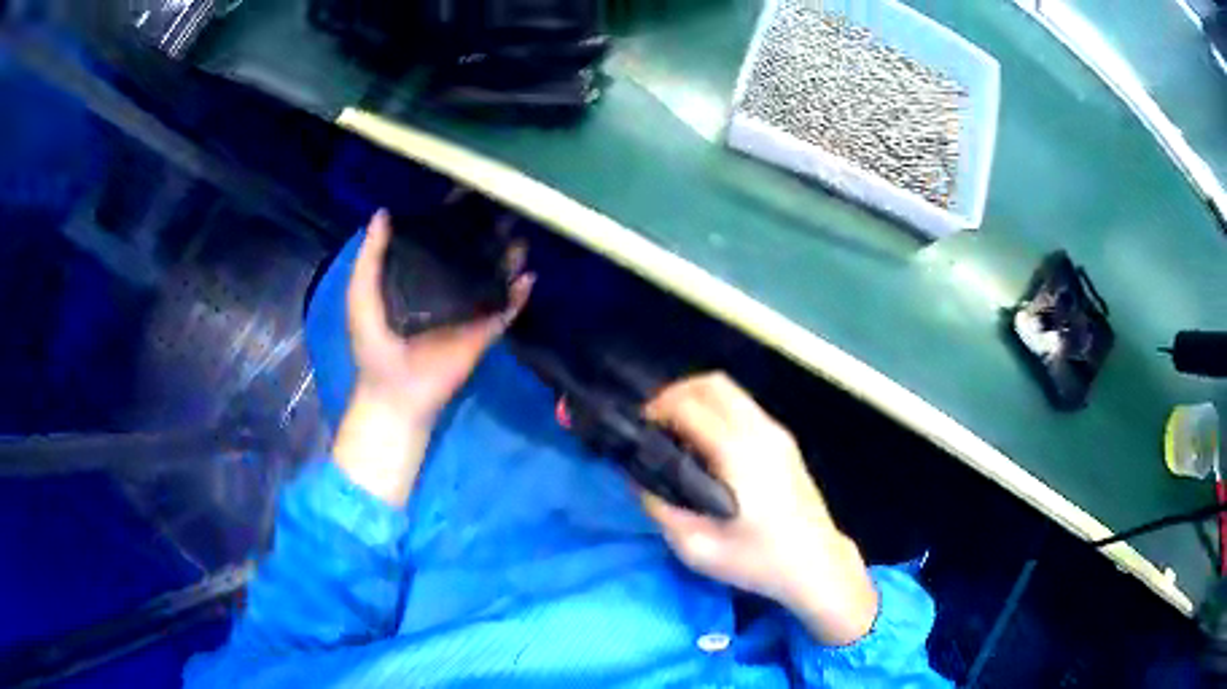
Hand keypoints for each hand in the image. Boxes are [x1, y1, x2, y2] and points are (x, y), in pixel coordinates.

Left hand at [334, 210, 533, 505]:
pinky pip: (506, 310)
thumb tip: (382, 212)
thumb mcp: (361, 295)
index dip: (450, 218)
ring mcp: (469, 310)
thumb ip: (371, 257)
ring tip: (519, 238)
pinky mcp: (485, 332)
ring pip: (494, 278)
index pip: (438, 241)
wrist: (395, 392)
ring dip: (508, 259)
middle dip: (486, 233)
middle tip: (503, 208)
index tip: (465, 192)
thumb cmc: (374, 344)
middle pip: (471, 255)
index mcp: (419, 277)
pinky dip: (519, 295)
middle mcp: (447, 287)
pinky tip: (528, 276)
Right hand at [640, 373, 877, 645]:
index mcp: (737, 453)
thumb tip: (638, 481)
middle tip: (655, 424)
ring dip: (697, 400)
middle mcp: (759, 431)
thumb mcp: (698, 549)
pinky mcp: (785, 441)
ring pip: (731, 390)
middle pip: (711, 383)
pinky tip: (706, 444)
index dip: (656, 410)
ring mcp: (777, 432)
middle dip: (675, 394)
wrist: (816, 564)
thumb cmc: (758, 560)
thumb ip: (662, 510)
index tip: (638, 430)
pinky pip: (744, 407)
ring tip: (676, 431)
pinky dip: (717, 410)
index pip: (689, 406)